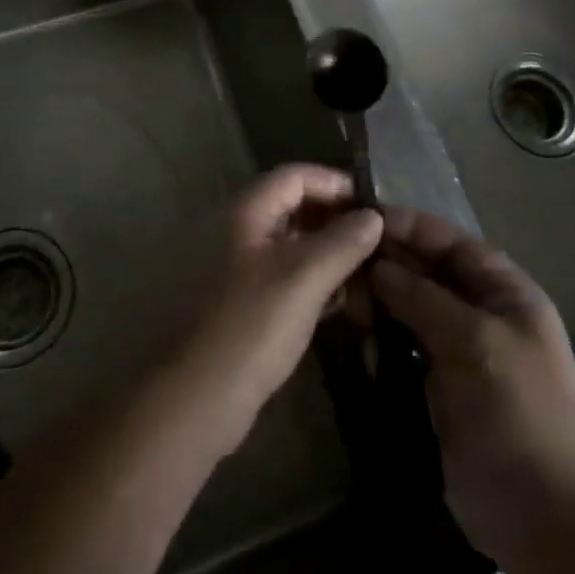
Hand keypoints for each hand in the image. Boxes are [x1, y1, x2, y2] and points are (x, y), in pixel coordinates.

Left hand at [173, 163, 381, 455]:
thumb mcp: (303, 279)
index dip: (335, 183)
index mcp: (246, 212)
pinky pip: (286, 274)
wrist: (198, 398)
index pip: (295, 175)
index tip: (373, 205)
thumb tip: (374, 216)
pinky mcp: (244, 301)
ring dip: (329, 251)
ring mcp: (239, 266)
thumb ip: (342, 242)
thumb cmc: (251, 327)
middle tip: (376, 240)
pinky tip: (342, 301)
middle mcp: (239, 230)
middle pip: (294, 206)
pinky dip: (314, 279)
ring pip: (292, 243)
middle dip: (336, 219)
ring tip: (368, 272)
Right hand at [371, 207, 574, 571]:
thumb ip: (423, 297)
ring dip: (381, 297)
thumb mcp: (474, 341)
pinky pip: (406, 348)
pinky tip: (353, 328)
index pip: (452, 242)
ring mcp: (462, 353)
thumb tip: (378, 265)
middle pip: (430, 272)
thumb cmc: (519, 412)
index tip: (363, 215)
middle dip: (390, 261)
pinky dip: (382, 336)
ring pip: (413, 309)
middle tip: (339, 253)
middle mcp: (484, 315)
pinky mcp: (440, 389)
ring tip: (339, 287)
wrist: (546, 520)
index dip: (411, 226)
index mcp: (506, 293)